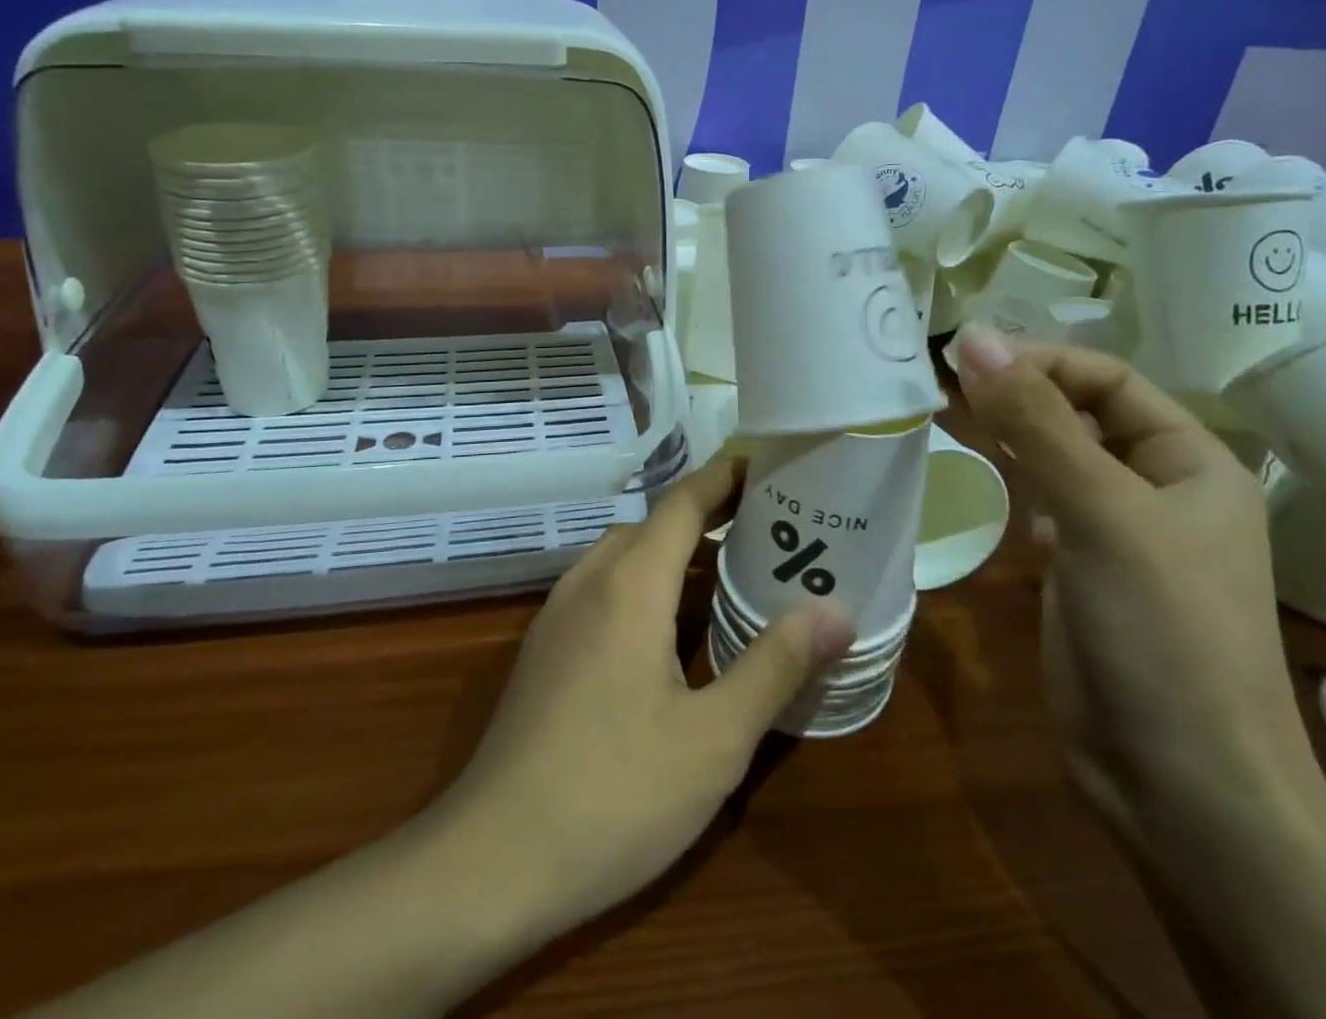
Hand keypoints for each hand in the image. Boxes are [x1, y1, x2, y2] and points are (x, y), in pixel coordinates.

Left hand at [433, 457, 852, 951]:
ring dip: (674, 556)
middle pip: (653, 526)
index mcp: (630, 583)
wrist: (491, 860)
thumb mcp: (714, 737)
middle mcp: (588, 581)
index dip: (724, 478)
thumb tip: (834, 611)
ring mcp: (558, 615)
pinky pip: (603, 591)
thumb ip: (775, 665)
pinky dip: (644, 587)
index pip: (683, 503)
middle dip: (708, 519)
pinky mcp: (545, 650)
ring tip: (729, 580)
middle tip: (767, 533)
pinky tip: (670, 638)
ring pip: (624, 559)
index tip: (765, 465)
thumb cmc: (615, 793)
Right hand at [947, 331, 1320, 843]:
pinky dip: (1013, 480)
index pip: (1107, 379)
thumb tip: (974, 338)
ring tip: (946, 415)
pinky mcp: (1082, 570)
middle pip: (1079, 413)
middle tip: (940, 380)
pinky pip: (1044, 502)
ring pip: (1057, 456)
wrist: (1180, 784)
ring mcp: (1119, 532)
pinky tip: (987, 483)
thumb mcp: (1101, 513)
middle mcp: (1159, 488)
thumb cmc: (1162, 632)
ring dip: (1009, 432)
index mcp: (1191, 462)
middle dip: (1017, 391)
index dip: (1039, 360)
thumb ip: (1036, 423)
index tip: (962, 357)